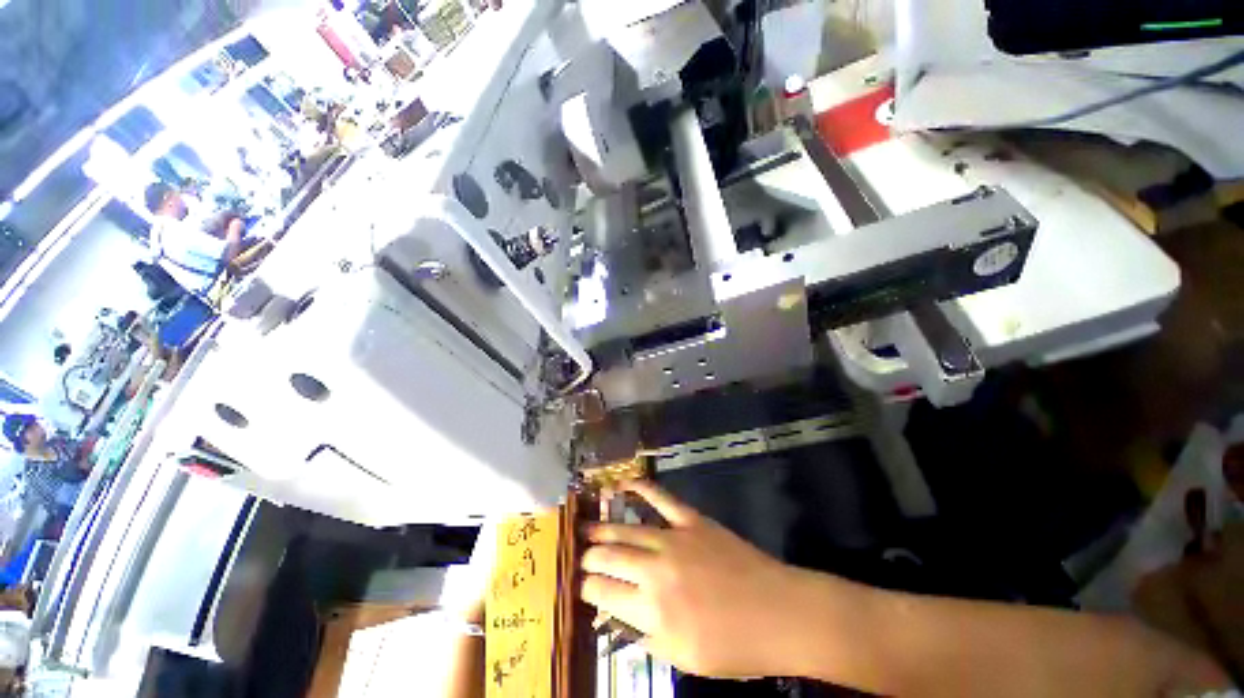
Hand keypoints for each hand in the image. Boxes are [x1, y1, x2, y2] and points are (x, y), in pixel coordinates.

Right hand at [581, 482, 805, 677]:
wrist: (779, 613)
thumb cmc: (734, 646)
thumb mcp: (684, 658)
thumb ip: (645, 636)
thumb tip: (617, 616)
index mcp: (652, 610)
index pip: (604, 592)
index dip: (587, 588)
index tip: (582, 586)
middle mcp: (656, 570)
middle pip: (609, 557)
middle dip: (589, 557)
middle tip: (582, 558)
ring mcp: (674, 539)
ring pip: (626, 529)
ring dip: (603, 529)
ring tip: (588, 529)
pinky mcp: (691, 520)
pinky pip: (661, 498)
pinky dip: (641, 487)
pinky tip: (623, 483)